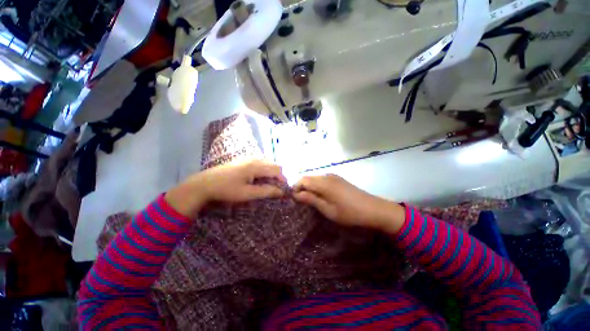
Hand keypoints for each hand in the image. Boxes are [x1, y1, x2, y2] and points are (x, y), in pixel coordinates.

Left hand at [166, 160, 285, 217]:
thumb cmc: (226, 190)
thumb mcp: (247, 193)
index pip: (277, 170)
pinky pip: (259, 162)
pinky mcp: (242, 160)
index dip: (283, 179)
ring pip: (267, 162)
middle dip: (278, 175)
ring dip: (271, 172)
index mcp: (256, 166)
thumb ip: (266, 191)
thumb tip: (281, 192)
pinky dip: (264, 169)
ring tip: (267, 183)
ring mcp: (248, 158)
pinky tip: (258, 178)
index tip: (283, 190)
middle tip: (275, 187)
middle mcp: (254, 159)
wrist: (204, 183)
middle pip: (273, 164)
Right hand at [293, 174, 405, 233]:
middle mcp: (327, 176)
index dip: (296, 188)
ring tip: (309, 199)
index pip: (303, 180)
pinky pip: (323, 180)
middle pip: (308, 178)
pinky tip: (321, 195)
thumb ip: (311, 199)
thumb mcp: (328, 210)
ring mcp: (334, 177)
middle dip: (301, 187)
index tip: (293, 199)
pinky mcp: (338, 179)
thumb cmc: (349, 213)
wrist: (373, 209)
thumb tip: (296, 194)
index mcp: (324, 183)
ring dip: (309, 187)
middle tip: (300, 201)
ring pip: (315, 179)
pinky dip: (317, 186)